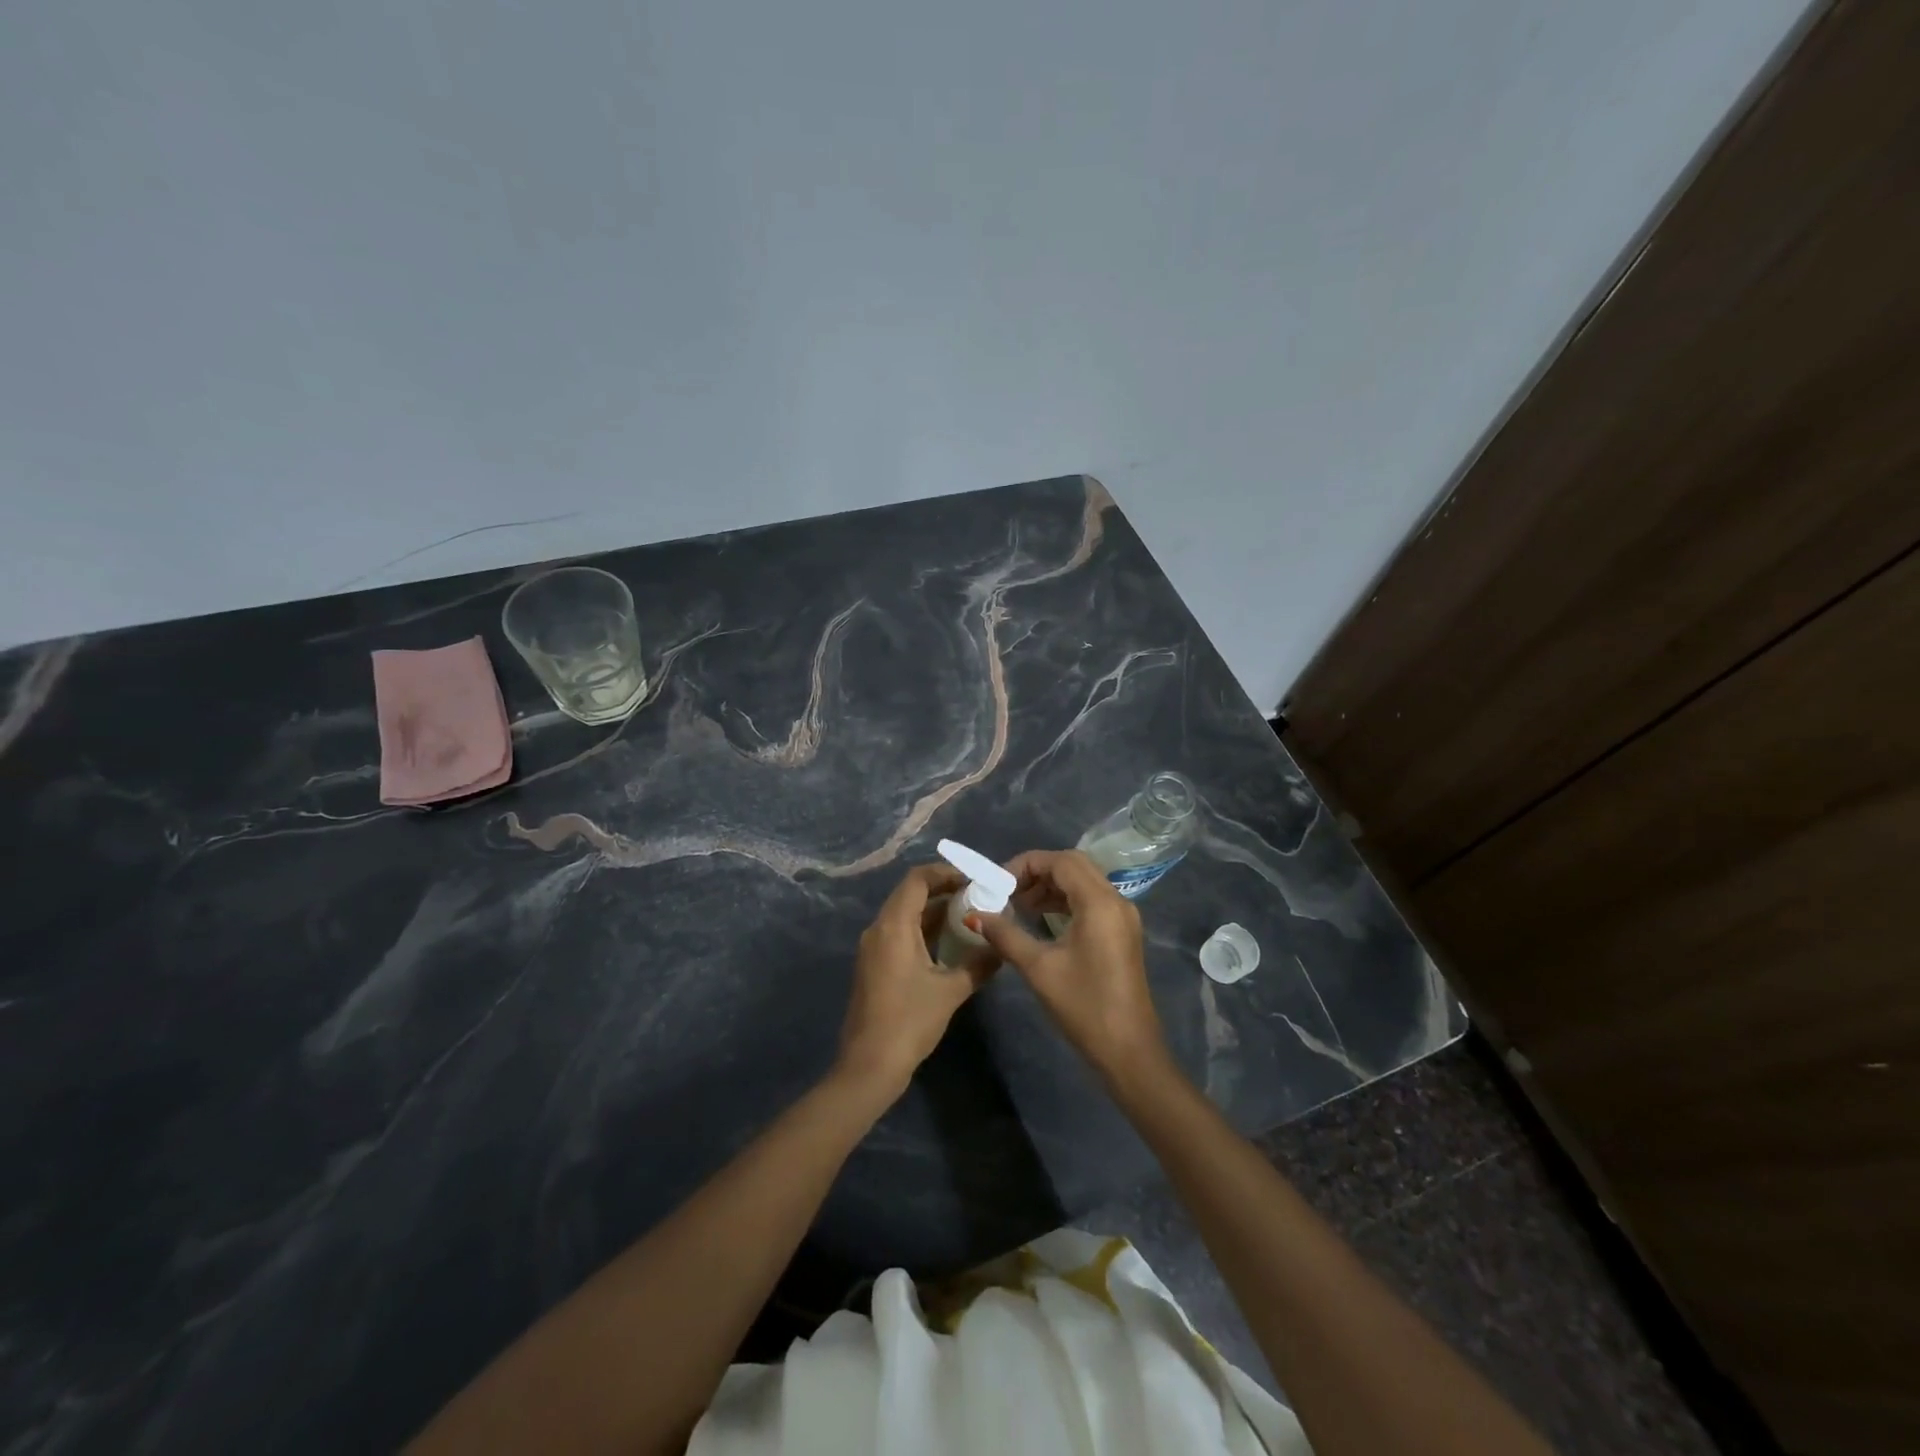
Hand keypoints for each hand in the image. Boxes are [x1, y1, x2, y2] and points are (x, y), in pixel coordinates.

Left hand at [836, 863, 996, 1097]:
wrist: (870, 1065)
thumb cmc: (909, 1021)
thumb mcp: (950, 991)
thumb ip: (978, 964)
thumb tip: (1001, 947)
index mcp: (893, 926)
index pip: (917, 880)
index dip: (945, 873)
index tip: (974, 880)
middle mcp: (879, 929)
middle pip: (910, 894)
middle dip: (944, 891)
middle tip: (978, 896)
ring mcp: (873, 948)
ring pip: (905, 915)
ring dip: (935, 912)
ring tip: (970, 916)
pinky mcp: (875, 965)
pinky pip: (900, 934)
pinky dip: (924, 930)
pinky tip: (950, 944)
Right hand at [974, 849, 1168, 1083]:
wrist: (1128, 1050)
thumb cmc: (1083, 1006)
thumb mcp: (1038, 968)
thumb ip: (1005, 935)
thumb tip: (974, 915)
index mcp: (1099, 903)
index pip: (1060, 861)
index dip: (1026, 864)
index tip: (998, 883)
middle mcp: (1116, 900)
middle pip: (1074, 865)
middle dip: (1038, 871)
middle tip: (1008, 891)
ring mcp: (1123, 916)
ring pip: (1083, 881)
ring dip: (1051, 885)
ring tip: (1019, 905)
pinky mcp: (1122, 932)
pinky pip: (1091, 899)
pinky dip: (1065, 900)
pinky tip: (1042, 919)